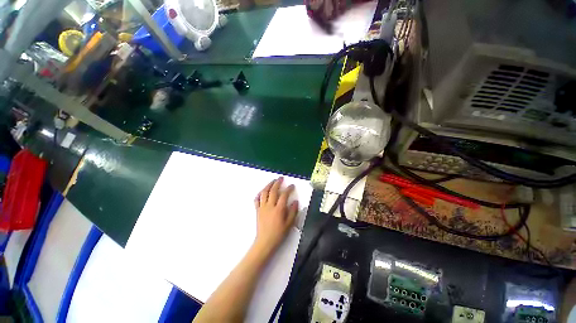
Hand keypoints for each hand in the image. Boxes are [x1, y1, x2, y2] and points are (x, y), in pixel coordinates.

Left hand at [253, 177, 298, 255]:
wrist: (265, 242)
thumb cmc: (278, 234)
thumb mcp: (289, 224)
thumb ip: (293, 212)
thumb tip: (295, 202)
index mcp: (278, 209)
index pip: (284, 195)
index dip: (288, 189)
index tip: (292, 186)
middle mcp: (269, 206)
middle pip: (273, 191)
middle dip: (277, 183)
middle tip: (281, 178)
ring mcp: (262, 207)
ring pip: (264, 193)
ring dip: (268, 185)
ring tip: (272, 181)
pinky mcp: (257, 210)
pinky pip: (256, 200)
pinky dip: (259, 194)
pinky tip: (262, 192)